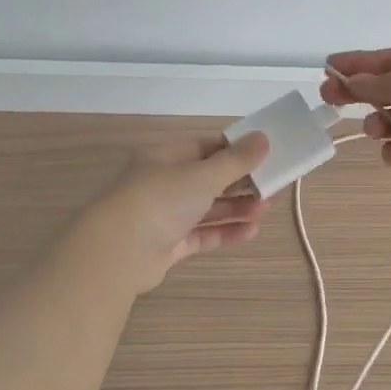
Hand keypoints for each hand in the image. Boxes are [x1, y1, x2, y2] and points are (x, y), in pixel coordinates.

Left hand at [84, 132, 271, 293]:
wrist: (118, 252)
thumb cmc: (161, 199)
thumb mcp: (204, 174)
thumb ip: (236, 160)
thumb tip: (264, 137)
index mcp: (166, 156)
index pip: (206, 147)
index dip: (235, 150)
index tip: (264, 155)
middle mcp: (164, 183)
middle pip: (208, 178)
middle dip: (241, 182)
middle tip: (272, 185)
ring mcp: (164, 215)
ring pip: (207, 207)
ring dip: (237, 207)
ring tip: (267, 208)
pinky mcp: (168, 245)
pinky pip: (202, 234)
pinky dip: (225, 231)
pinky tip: (251, 231)